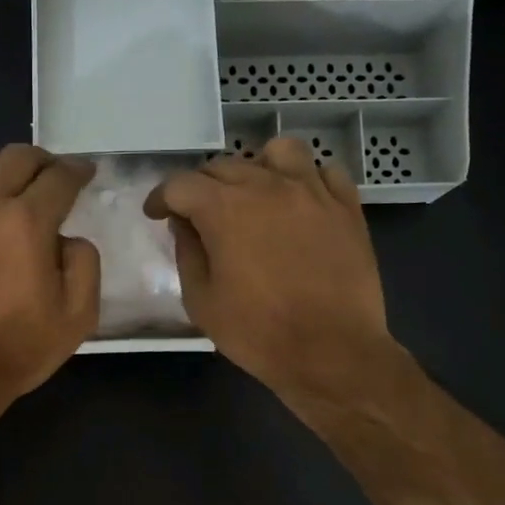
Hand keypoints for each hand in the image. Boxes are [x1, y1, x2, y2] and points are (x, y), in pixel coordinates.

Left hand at [0, 140, 98, 423]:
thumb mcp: (77, 317)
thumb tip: (67, 238)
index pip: (59, 177)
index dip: (77, 170)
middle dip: (40, 161)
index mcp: (26, 223)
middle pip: (14, 157)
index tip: (83, 174)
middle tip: (45, 179)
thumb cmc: (17, 350)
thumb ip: (85, 264)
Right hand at [146, 137, 397, 405]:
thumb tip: (185, 224)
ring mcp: (312, 192)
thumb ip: (188, 254)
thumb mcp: (202, 302)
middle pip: (225, 165)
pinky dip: (306, 180)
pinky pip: (325, 172)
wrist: (331, 352)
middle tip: (198, 214)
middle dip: (202, 186)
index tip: (157, 214)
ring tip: (254, 195)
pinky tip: (299, 203)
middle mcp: (268, 186)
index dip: (161, 197)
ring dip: (257, 167)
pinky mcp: (346, 207)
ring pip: (279, 152)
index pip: (181, 184)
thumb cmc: (258, 333)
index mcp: (225, 209)